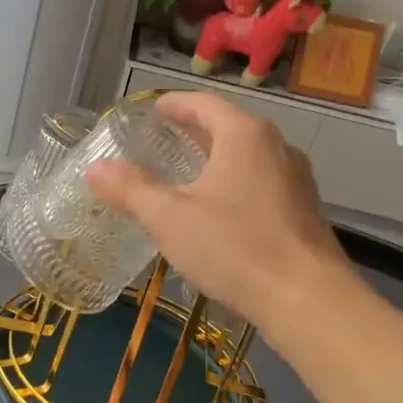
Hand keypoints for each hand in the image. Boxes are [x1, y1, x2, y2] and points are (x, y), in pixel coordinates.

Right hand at [86, 91, 350, 332]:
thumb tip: (96, 168)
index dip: (175, 104)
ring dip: (216, 157)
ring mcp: (295, 178)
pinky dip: (235, 182)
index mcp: (244, 135)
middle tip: (163, 138)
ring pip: (248, 156)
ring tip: (187, 172)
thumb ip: (132, 189)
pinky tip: (219, 209)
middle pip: (229, 126)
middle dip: (195, 130)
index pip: (204, 104)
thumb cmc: (235, 247)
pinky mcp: (303, 210)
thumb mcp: (170, 218)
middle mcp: (276, 147)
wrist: (307, 298)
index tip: (154, 110)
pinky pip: (261, 181)